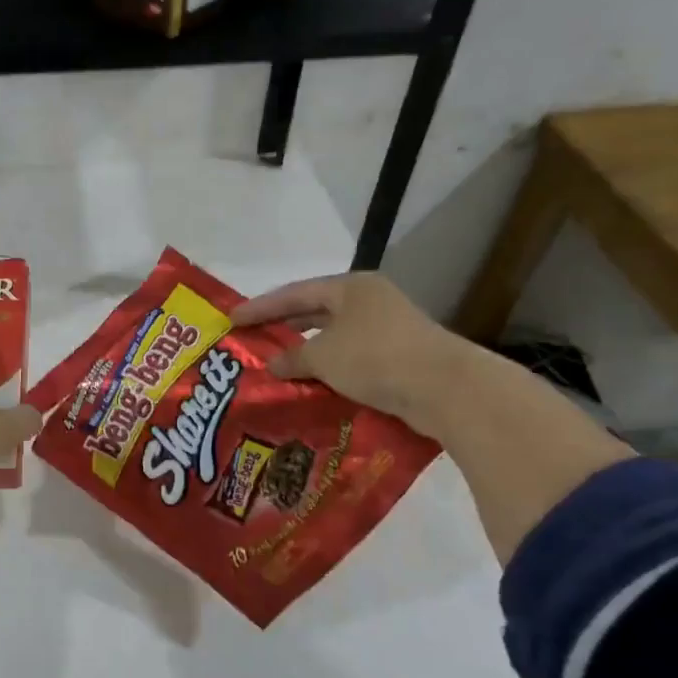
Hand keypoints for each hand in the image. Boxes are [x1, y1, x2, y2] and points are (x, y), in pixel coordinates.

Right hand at [229, 273, 472, 435]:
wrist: (446, 389)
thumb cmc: (376, 358)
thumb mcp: (323, 356)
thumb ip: (292, 358)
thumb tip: (272, 365)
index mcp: (350, 288)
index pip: (293, 293)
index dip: (260, 307)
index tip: (232, 319)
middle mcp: (369, 301)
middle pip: (314, 312)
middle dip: (283, 328)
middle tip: (252, 341)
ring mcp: (388, 328)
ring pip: (334, 338)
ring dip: (307, 353)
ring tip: (277, 366)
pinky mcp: (399, 357)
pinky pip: (352, 359)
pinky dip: (329, 369)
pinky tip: (311, 385)